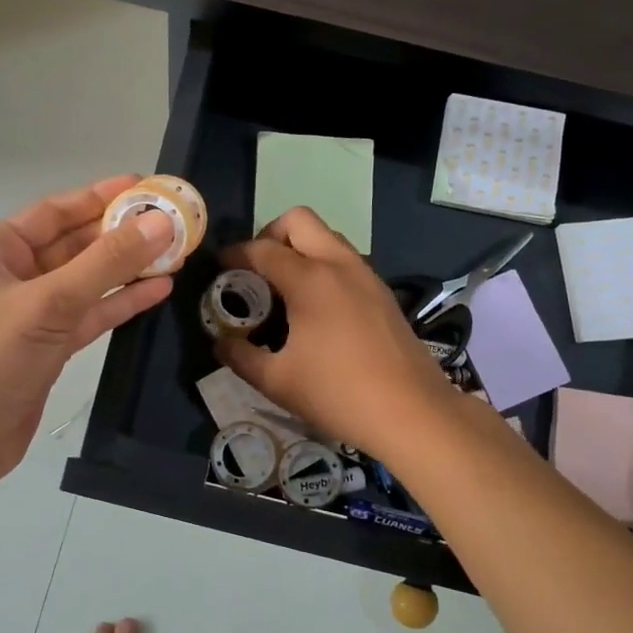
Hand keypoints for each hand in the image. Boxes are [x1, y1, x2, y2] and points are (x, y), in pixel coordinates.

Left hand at [0, 175, 175, 490]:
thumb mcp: (48, 302)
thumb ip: (106, 263)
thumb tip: (160, 222)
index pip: (54, 213)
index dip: (99, 197)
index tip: (143, 186)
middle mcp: (14, 276)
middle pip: (75, 245)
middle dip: (120, 234)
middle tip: (170, 220)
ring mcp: (33, 313)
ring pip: (87, 281)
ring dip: (127, 268)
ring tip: (174, 252)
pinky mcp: (50, 346)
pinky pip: (91, 314)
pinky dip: (121, 302)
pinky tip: (158, 290)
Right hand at [215, 207, 461, 462]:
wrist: (412, 412)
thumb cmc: (338, 393)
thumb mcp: (276, 381)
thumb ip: (240, 356)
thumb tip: (221, 343)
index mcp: (310, 279)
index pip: (262, 249)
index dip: (235, 254)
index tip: (220, 268)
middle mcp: (339, 264)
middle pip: (299, 220)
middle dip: (270, 234)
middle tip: (256, 269)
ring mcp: (366, 275)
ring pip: (327, 237)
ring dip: (301, 248)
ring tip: (284, 287)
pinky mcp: (383, 292)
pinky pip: (345, 260)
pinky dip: (323, 266)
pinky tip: (317, 307)